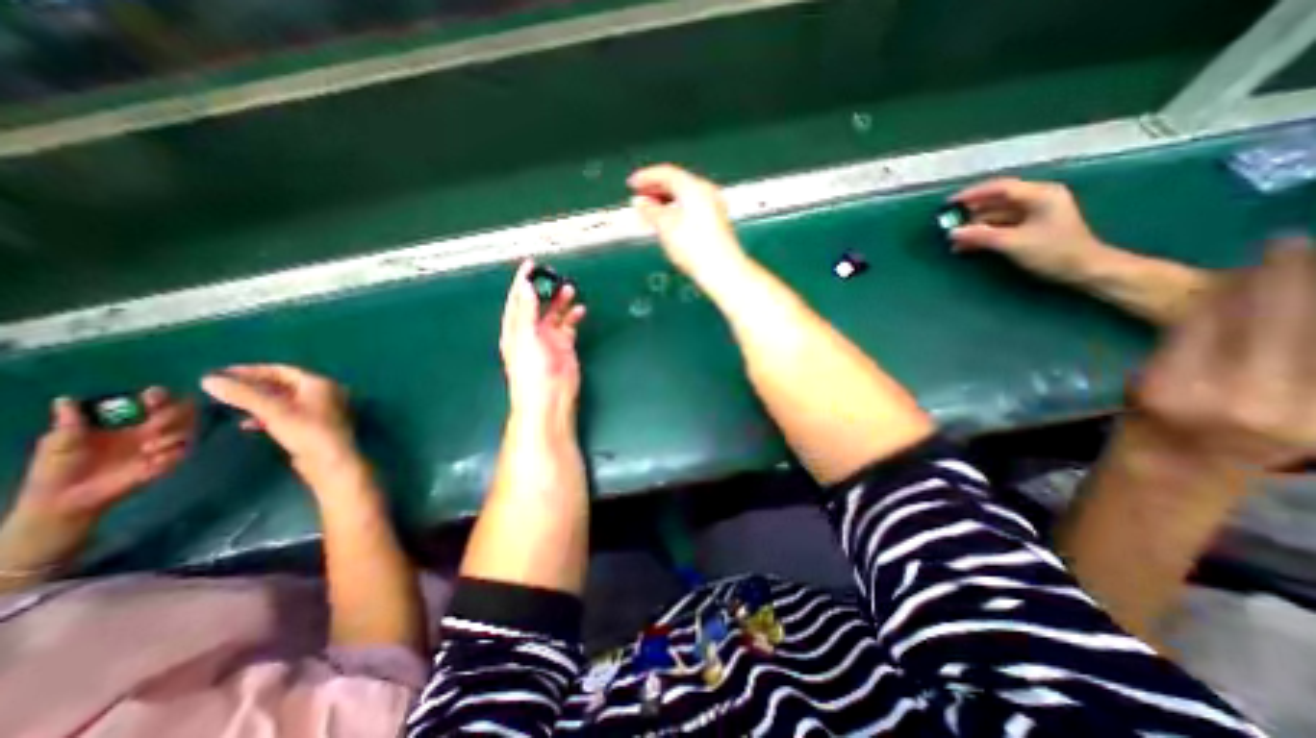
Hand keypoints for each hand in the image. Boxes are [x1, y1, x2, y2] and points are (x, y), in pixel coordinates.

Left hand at [13, 386, 194, 523]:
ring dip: (173, 435)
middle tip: (156, 424)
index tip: (150, 397)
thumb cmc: (58, 469)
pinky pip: (184, 451)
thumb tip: (65, 399)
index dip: (159, 395)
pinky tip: (152, 461)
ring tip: (148, 448)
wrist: (67, 498)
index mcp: (130, 421)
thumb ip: (69, 423)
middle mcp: (153, 429)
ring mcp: (164, 444)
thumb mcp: (59, 443)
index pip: (156, 400)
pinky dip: (170, 454)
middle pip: (185, 410)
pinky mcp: (170, 460)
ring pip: (190, 428)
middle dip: (175, 413)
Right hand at [202, 365, 356, 476]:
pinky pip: (288, 414)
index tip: (220, 373)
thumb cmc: (306, 430)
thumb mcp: (273, 410)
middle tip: (220, 390)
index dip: (251, 371)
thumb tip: (209, 380)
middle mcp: (325, 392)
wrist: (330, 459)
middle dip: (252, 387)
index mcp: (320, 383)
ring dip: (257, 402)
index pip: (283, 370)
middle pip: (283, 384)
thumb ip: (243, 395)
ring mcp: (322, 409)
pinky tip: (246, 424)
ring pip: (284, 400)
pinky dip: (268, 415)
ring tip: (227, 406)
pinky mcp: (315, 425)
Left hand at [505, 259, 586, 420]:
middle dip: (544, 289)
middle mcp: (530, 331)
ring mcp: (548, 339)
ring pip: (554, 313)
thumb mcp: (526, 338)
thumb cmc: (531, 371)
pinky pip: (569, 326)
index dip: (522, 282)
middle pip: (537, 304)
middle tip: (555, 275)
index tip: (530, 265)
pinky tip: (579, 309)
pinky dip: (573, 316)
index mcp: (515, 329)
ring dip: (561, 301)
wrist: (550, 397)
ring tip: (569, 289)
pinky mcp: (564, 346)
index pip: (517, 300)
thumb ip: (526, 312)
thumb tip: (526, 287)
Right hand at [630, 161, 743, 278]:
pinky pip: (692, 208)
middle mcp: (707, 192)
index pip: (666, 173)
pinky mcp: (716, 222)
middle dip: (656, 189)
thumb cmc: (696, 248)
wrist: (721, 270)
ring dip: (665, 201)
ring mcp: (714, 207)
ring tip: (650, 212)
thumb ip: (650, 211)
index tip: (632, 183)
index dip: (646, 177)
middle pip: (677, 182)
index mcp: (694, 187)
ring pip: (684, 196)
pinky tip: (668, 222)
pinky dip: (677, 210)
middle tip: (639, 197)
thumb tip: (642, 203)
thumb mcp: (665, 227)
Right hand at [947, 176, 1106, 281]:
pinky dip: (983, 234)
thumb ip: (981, 236)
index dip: (973, 194)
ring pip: (996, 216)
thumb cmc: (1053, 252)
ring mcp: (1034, 214)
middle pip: (997, 201)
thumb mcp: (1014, 243)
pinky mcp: (1030, 228)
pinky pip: (1000, 226)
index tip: (949, 204)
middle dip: (971, 212)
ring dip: (974, 227)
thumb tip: (952, 232)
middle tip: (948, 223)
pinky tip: (966, 245)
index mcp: (1040, 195)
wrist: (1084, 270)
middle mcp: (1037, 199)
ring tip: (953, 240)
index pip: (1000, 188)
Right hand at [1126, 240, 1315, 468]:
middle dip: (1298, 278)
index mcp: (1173, 386)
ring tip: (1314, 265)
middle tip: (1302, 244)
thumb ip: (1188, 340)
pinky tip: (1313, 316)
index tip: (1272, 247)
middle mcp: (1240, 397)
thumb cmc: (1149, 418)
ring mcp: (1299, 412)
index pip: (1218, 320)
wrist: (1183, 466)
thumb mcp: (1148, 378)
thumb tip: (1229, 293)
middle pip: (1282, 324)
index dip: (1251, 281)